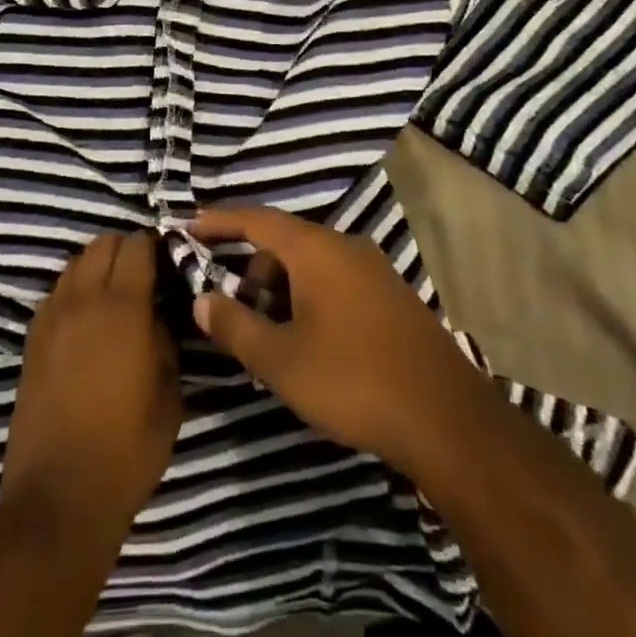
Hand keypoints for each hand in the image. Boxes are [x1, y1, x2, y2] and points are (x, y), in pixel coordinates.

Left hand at [0, 229, 181, 543]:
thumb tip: (156, 316)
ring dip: (97, 265)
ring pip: (75, 262)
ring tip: (114, 294)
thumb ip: (165, 342)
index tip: (169, 261)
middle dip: (126, 248)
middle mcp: (84, 300)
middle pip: (102, 242)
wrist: (58, 499)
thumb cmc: (126, 451)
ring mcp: (52, 317)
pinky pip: (56, 292)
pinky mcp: (32, 339)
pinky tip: (86, 319)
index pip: (137, 245)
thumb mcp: (169, 396)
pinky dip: (74, 290)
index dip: (155, 245)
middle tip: (144, 274)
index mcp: (123, 308)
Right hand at [188, 206, 497, 476]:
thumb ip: (236, 325)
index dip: (221, 221)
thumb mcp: (281, 360)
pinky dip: (311, 296)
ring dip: (283, 287)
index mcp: (315, 249)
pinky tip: (311, 341)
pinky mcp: (391, 294)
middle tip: (236, 310)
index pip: (257, 219)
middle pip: (285, 242)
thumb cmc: (353, 380)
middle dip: (254, 269)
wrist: (445, 417)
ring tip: (273, 336)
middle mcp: (345, 245)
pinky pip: (337, 279)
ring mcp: (374, 268)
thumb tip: (201, 299)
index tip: (190, 226)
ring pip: (313, 263)